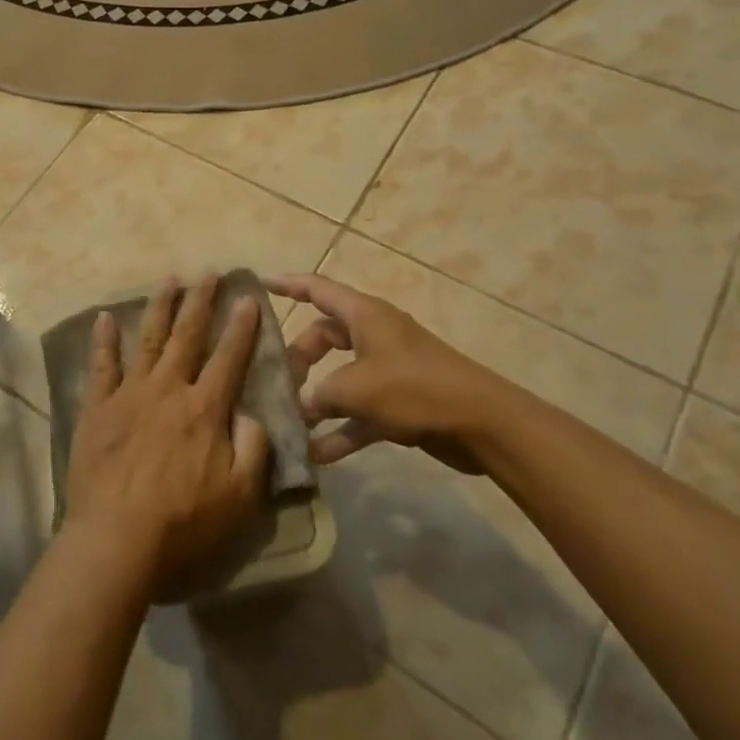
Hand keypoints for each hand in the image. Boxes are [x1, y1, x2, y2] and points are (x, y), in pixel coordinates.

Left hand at [64, 276, 271, 596]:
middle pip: (187, 336)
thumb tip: (252, 416)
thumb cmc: (184, 523)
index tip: (248, 299)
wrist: (117, 538)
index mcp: (205, 408)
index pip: (229, 358)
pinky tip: (103, 318)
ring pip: (148, 339)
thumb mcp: (240, 496)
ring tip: (168, 279)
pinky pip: (101, 366)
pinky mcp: (98, 408)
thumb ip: (253, 450)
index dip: (242, 327)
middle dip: (200, 302)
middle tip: (208, 273)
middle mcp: (169, 389)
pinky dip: (103, 340)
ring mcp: (130, 394)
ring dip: (160, 307)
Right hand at [267, 273, 531, 472]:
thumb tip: (299, 406)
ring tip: (289, 421)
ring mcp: (387, 369)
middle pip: (324, 337)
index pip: (317, 289)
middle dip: (299, 358)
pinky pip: (359, 411)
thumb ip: (319, 395)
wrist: (480, 423)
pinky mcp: (399, 402)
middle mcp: (373, 335)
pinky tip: (318, 455)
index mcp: (364, 315)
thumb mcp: (356, 388)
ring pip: (340, 376)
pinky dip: (341, 428)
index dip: (288, 285)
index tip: (260, 285)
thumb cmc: (413, 388)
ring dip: (317, 399)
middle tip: (277, 382)